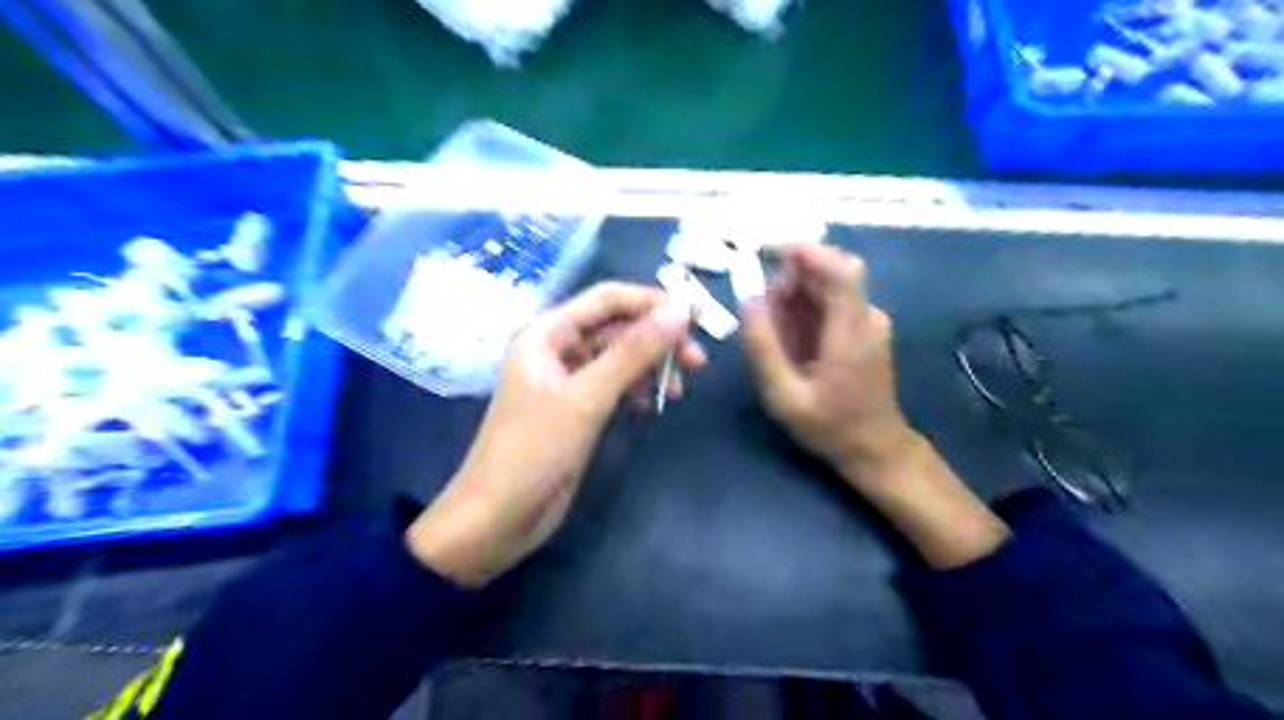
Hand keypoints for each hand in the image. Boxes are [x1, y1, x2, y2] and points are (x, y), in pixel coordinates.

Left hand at [403, 282, 700, 584]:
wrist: (497, 519)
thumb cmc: (534, 451)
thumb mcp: (587, 398)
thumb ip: (633, 352)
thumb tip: (680, 310)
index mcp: (548, 333)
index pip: (608, 299)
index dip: (653, 302)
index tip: (698, 318)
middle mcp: (557, 348)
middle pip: (617, 327)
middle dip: (657, 339)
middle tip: (698, 362)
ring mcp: (567, 380)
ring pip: (619, 357)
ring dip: (651, 366)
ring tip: (680, 390)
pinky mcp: (576, 409)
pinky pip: (614, 384)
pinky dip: (636, 389)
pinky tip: (651, 406)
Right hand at [738, 247, 1007, 567]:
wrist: (875, 449)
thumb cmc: (831, 427)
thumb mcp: (785, 397)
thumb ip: (764, 348)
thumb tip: (747, 301)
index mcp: (852, 333)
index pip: (842, 271)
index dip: (808, 252)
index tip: (769, 252)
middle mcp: (866, 318)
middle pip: (827, 273)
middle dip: (788, 281)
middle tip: (761, 314)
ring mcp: (867, 322)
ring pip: (825, 287)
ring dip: (792, 297)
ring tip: (771, 332)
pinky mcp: (861, 328)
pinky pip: (828, 304)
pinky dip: (802, 311)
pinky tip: (788, 339)